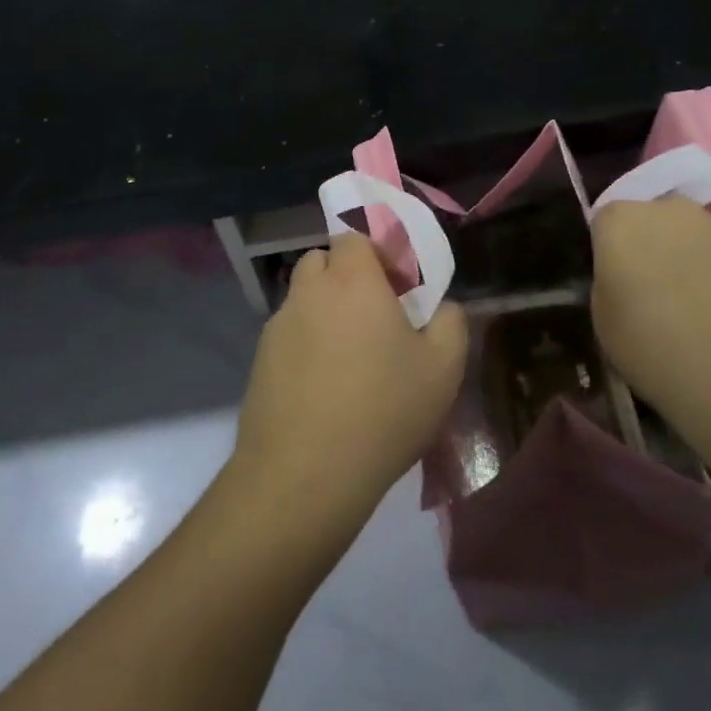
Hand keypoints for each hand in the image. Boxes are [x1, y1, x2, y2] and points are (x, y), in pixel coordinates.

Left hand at [234, 234, 466, 531]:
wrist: (306, 473)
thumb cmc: (384, 409)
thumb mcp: (443, 368)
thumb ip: (450, 322)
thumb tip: (442, 307)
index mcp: (352, 280)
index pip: (352, 237)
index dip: (375, 255)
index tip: (396, 288)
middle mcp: (308, 292)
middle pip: (322, 263)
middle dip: (345, 278)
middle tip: (374, 318)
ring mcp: (277, 327)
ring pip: (303, 301)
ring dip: (324, 313)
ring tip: (349, 360)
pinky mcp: (259, 362)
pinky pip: (288, 338)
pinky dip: (305, 348)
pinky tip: (324, 390)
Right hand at [590, 198, 710, 418]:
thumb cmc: (652, 347)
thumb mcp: (602, 318)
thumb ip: (609, 282)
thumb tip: (623, 277)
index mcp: (622, 221)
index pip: (604, 222)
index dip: (608, 251)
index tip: (614, 283)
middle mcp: (671, 210)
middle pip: (653, 220)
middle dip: (651, 246)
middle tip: (652, 292)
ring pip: (695, 236)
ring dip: (690, 258)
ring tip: (696, 308)